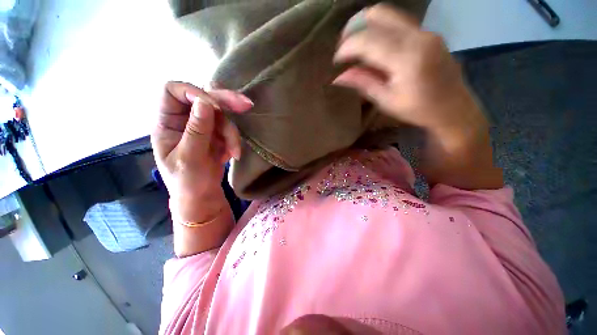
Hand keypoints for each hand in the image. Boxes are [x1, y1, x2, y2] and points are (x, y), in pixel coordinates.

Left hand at [151, 82, 252, 222]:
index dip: (192, 92)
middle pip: (203, 98)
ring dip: (232, 133)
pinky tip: (233, 155)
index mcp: (167, 123)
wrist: (203, 197)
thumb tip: (205, 102)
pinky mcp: (217, 136)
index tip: (213, 105)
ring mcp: (202, 127)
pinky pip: (229, 130)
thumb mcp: (190, 159)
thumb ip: (197, 131)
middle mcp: (184, 120)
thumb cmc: (188, 183)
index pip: (173, 91)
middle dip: (225, 103)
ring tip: (235, 153)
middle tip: (246, 105)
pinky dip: (234, 141)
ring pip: (222, 116)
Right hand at [333, 5, 501, 189]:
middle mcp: (418, 36)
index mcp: (407, 58)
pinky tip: (374, 46)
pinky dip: (380, 29)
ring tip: (356, 46)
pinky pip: (398, 22)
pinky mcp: (428, 33)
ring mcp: (425, 31)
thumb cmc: (418, 110)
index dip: (347, 48)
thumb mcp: (386, 101)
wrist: (453, 108)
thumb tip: (338, 77)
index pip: (368, 41)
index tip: (336, 61)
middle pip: (379, 15)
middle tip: (344, 48)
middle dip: (355, 29)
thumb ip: (363, 83)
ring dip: (367, 26)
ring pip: (389, 14)